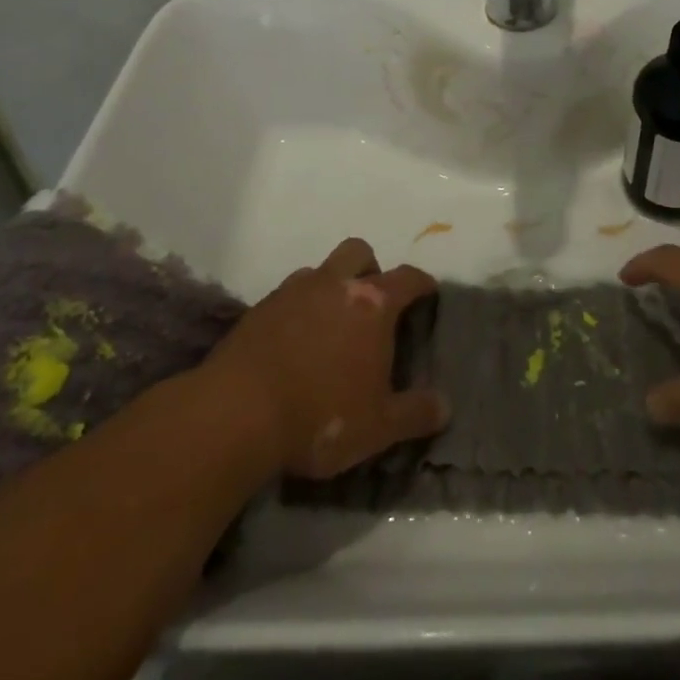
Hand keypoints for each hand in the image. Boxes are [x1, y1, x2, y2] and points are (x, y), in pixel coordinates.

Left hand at [209, 238, 449, 478]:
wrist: (234, 415)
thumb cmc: (319, 416)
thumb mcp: (378, 427)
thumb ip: (416, 414)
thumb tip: (446, 406)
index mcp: (372, 304)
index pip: (408, 277)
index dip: (422, 283)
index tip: (428, 292)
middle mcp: (335, 284)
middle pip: (359, 252)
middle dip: (371, 268)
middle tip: (372, 303)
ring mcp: (292, 292)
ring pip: (320, 270)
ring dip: (331, 286)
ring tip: (330, 324)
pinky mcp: (258, 309)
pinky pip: (287, 295)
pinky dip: (297, 308)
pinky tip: (294, 342)